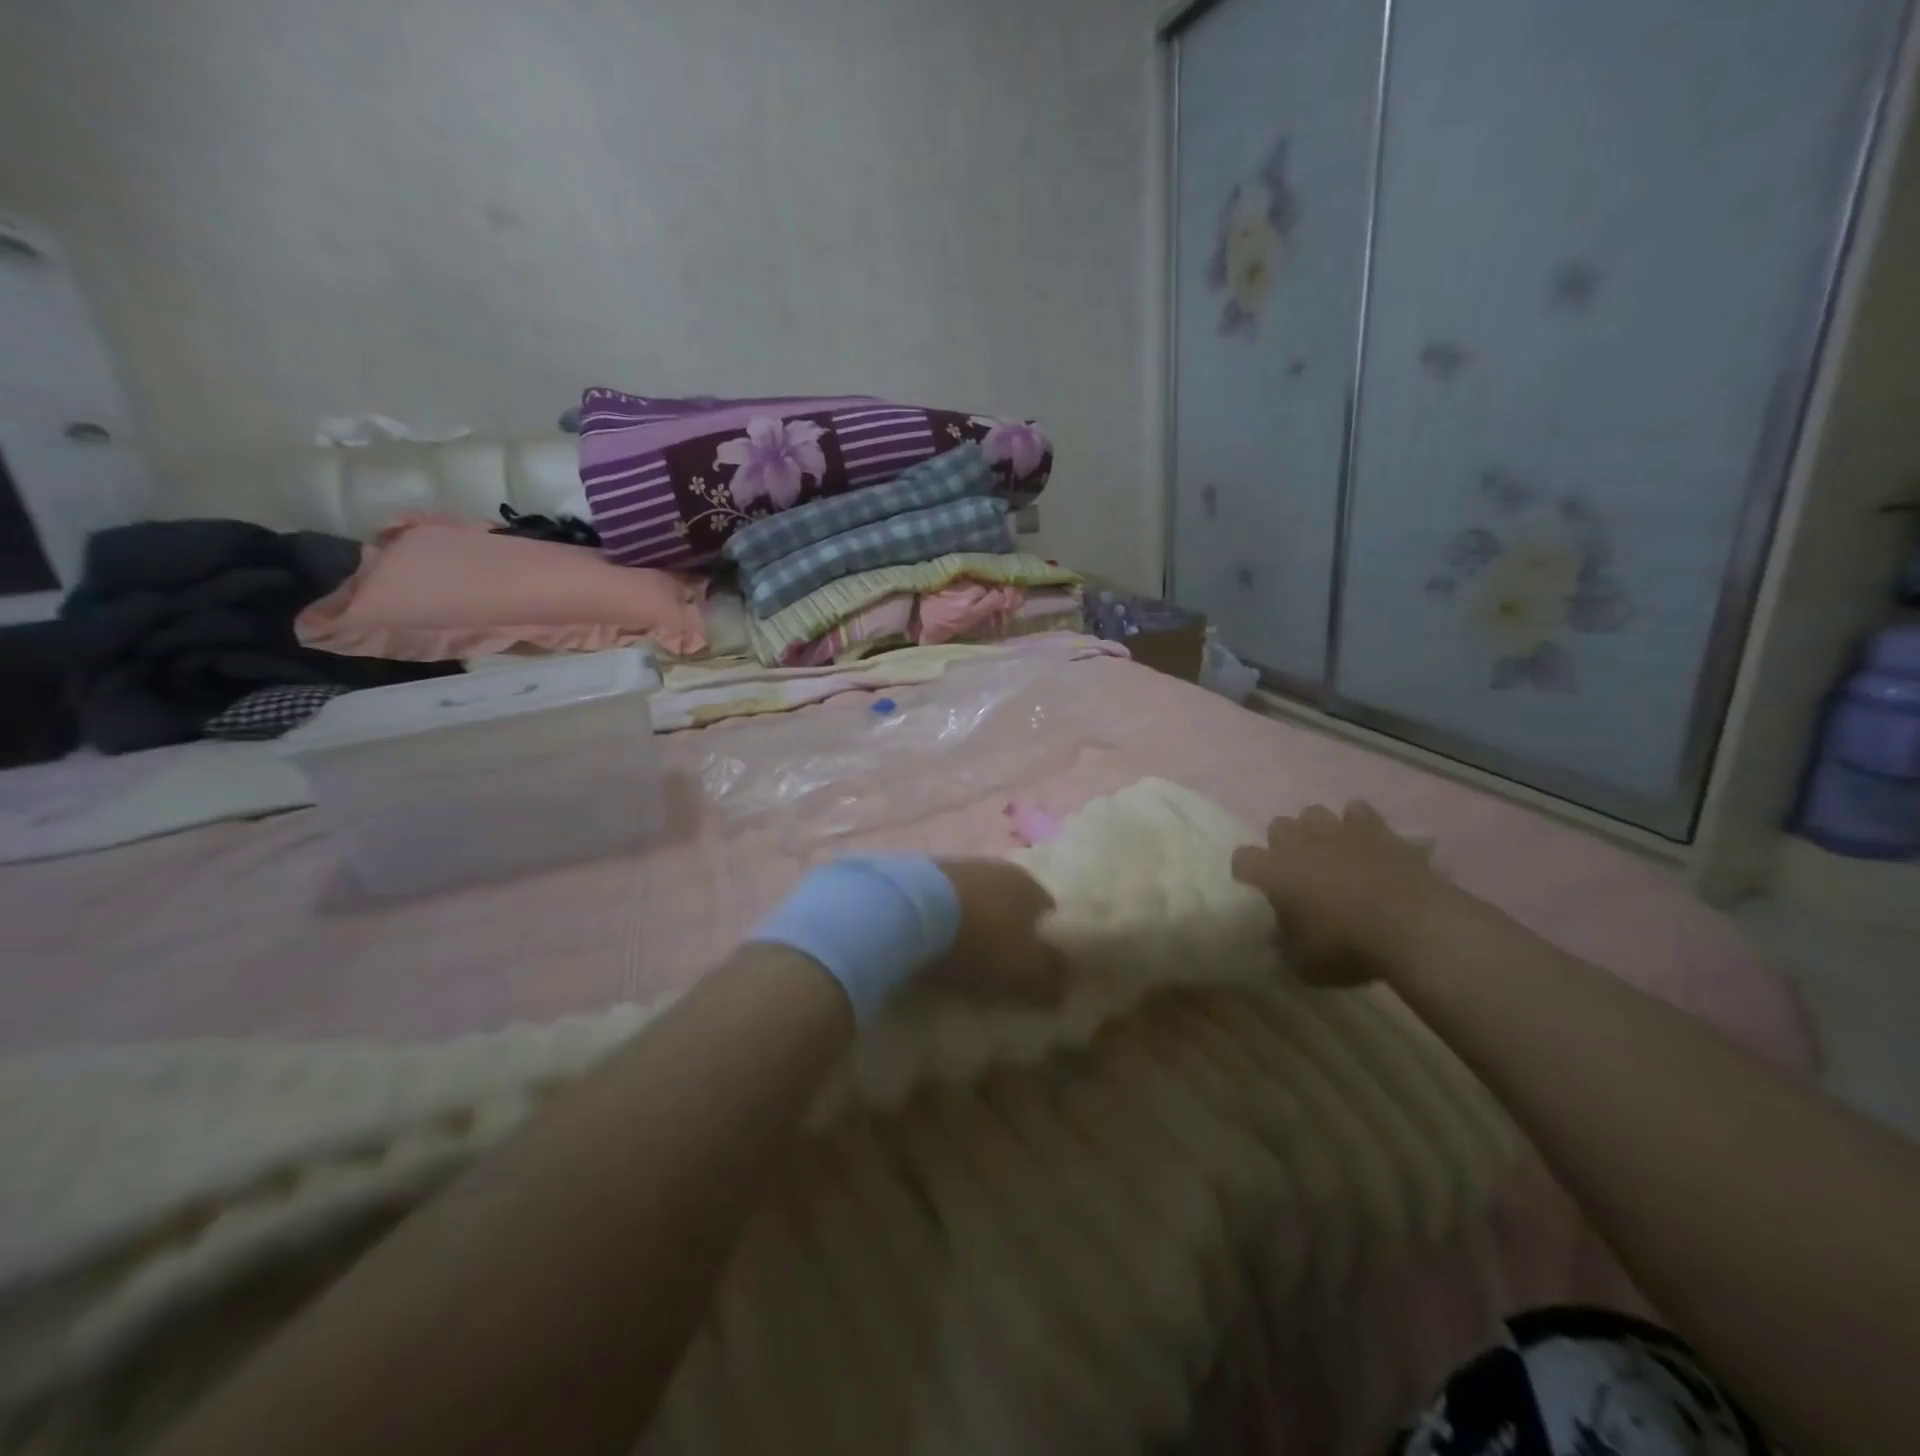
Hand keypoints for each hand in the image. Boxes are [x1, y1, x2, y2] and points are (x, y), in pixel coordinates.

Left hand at [930, 859, 1063, 1001]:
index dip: (1045, 946)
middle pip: (1010, 906)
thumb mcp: (1026, 970)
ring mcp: (958, 866)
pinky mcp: (921, 872)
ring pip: (976, 901)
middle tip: (998, 969)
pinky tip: (933, 942)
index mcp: (1030, 885)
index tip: (1035, 973)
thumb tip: (1064, 987)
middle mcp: (999, 868)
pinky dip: (943, 920)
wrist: (909, 909)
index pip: (1049, 914)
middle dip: (1006, 933)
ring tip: (961, 959)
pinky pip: (943, 902)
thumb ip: (1052, 978)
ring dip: (973, 925)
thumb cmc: (980, 940)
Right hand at [1230, 801, 1472, 985]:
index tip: (1259, 888)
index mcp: (1274, 872)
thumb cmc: (1348, 946)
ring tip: (1331, 854)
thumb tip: (1278, 938)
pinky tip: (1365, 843)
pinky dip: (1358, 824)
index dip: (1248, 872)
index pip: (1242, 859)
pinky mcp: (1376, 828)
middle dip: (1284, 845)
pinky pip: (1358, 812)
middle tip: (1299, 871)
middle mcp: (1299, 843)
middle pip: (1278, 827)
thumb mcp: (1306, 964)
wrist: (1414, 926)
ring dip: (1318, 831)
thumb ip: (1285, 947)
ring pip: (1314, 813)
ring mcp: (1338, 831)